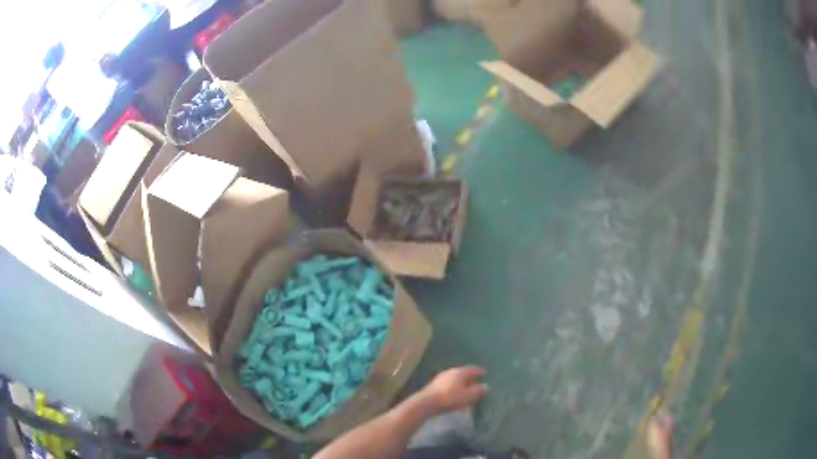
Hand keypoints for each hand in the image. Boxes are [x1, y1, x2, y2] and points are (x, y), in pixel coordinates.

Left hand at [421, 366, 487, 412]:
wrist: (427, 402)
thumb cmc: (450, 398)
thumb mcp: (468, 396)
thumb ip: (478, 391)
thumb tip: (486, 386)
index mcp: (460, 372)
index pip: (473, 369)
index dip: (480, 371)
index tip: (485, 373)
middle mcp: (450, 371)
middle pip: (463, 373)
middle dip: (470, 377)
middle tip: (477, 382)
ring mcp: (441, 377)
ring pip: (455, 378)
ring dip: (461, 383)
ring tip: (466, 389)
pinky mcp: (434, 385)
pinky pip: (448, 384)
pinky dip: (454, 387)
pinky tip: (455, 393)